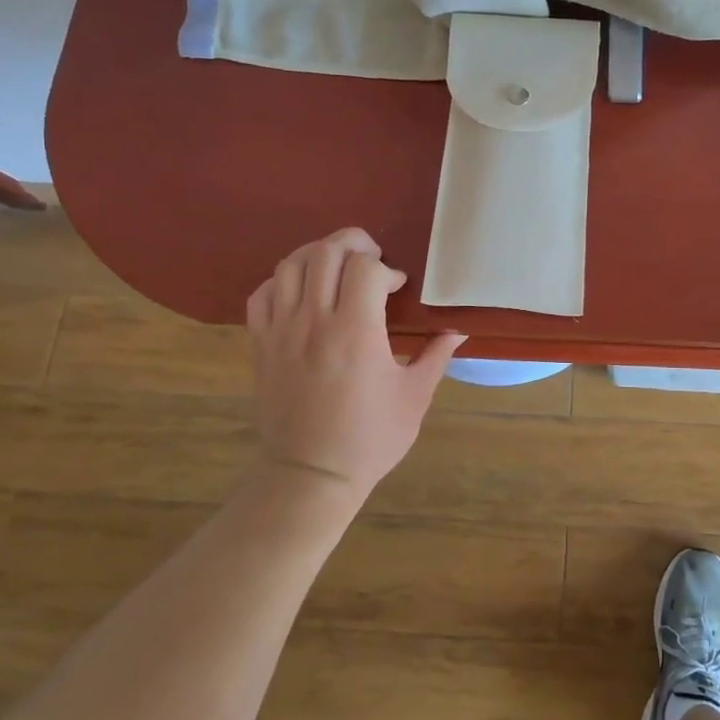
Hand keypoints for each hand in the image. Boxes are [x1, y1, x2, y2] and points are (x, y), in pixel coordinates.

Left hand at [245, 228, 464, 499]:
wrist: (310, 475)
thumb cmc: (370, 438)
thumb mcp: (414, 397)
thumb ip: (436, 355)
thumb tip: (459, 328)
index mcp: (356, 331)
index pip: (365, 267)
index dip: (385, 268)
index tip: (397, 287)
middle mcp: (314, 321)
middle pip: (326, 253)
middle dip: (353, 244)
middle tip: (372, 260)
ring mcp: (281, 331)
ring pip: (290, 265)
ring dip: (318, 255)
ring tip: (337, 268)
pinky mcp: (261, 344)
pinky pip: (262, 293)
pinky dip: (282, 280)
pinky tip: (302, 291)